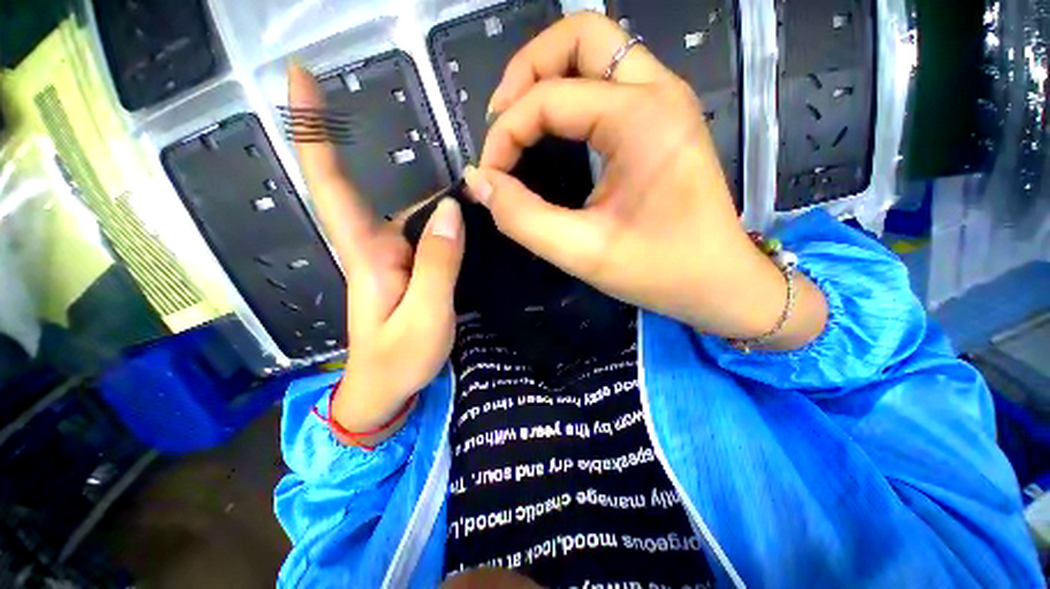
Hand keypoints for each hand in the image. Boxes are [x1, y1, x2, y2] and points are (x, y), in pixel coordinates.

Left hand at [288, 65, 463, 444]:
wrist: (386, 391)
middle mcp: (374, 247)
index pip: (330, 183)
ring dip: (430, 189)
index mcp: (366, 254)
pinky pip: (425, 232)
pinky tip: (463, 210)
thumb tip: (453, 209)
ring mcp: (392, 259)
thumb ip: (439, 263)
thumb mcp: (425, 315)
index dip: (312, 129)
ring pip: (410, 212)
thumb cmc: (398, 361)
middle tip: (420, 127)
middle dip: (382, 151)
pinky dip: (441, 215)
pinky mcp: (409, 270)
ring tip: (463, 175)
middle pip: (375, 190)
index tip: (299, 75)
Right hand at [465, 13, 825, 348]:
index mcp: (642, 119)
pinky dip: (570, 96)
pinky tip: (553, 131)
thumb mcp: (582, 253)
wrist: (718, 282)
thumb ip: (522, 218)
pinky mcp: (663, 121)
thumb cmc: (659, 271)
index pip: (549, 98)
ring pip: (596, 52)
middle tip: (500, 120)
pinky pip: (608, 83)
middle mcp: (658, 92)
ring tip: (518, 122)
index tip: (489, 176)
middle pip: (580, 36)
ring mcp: (665, 102)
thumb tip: (480, 182)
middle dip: (527, 71)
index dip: (505, 134)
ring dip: (548, 77)